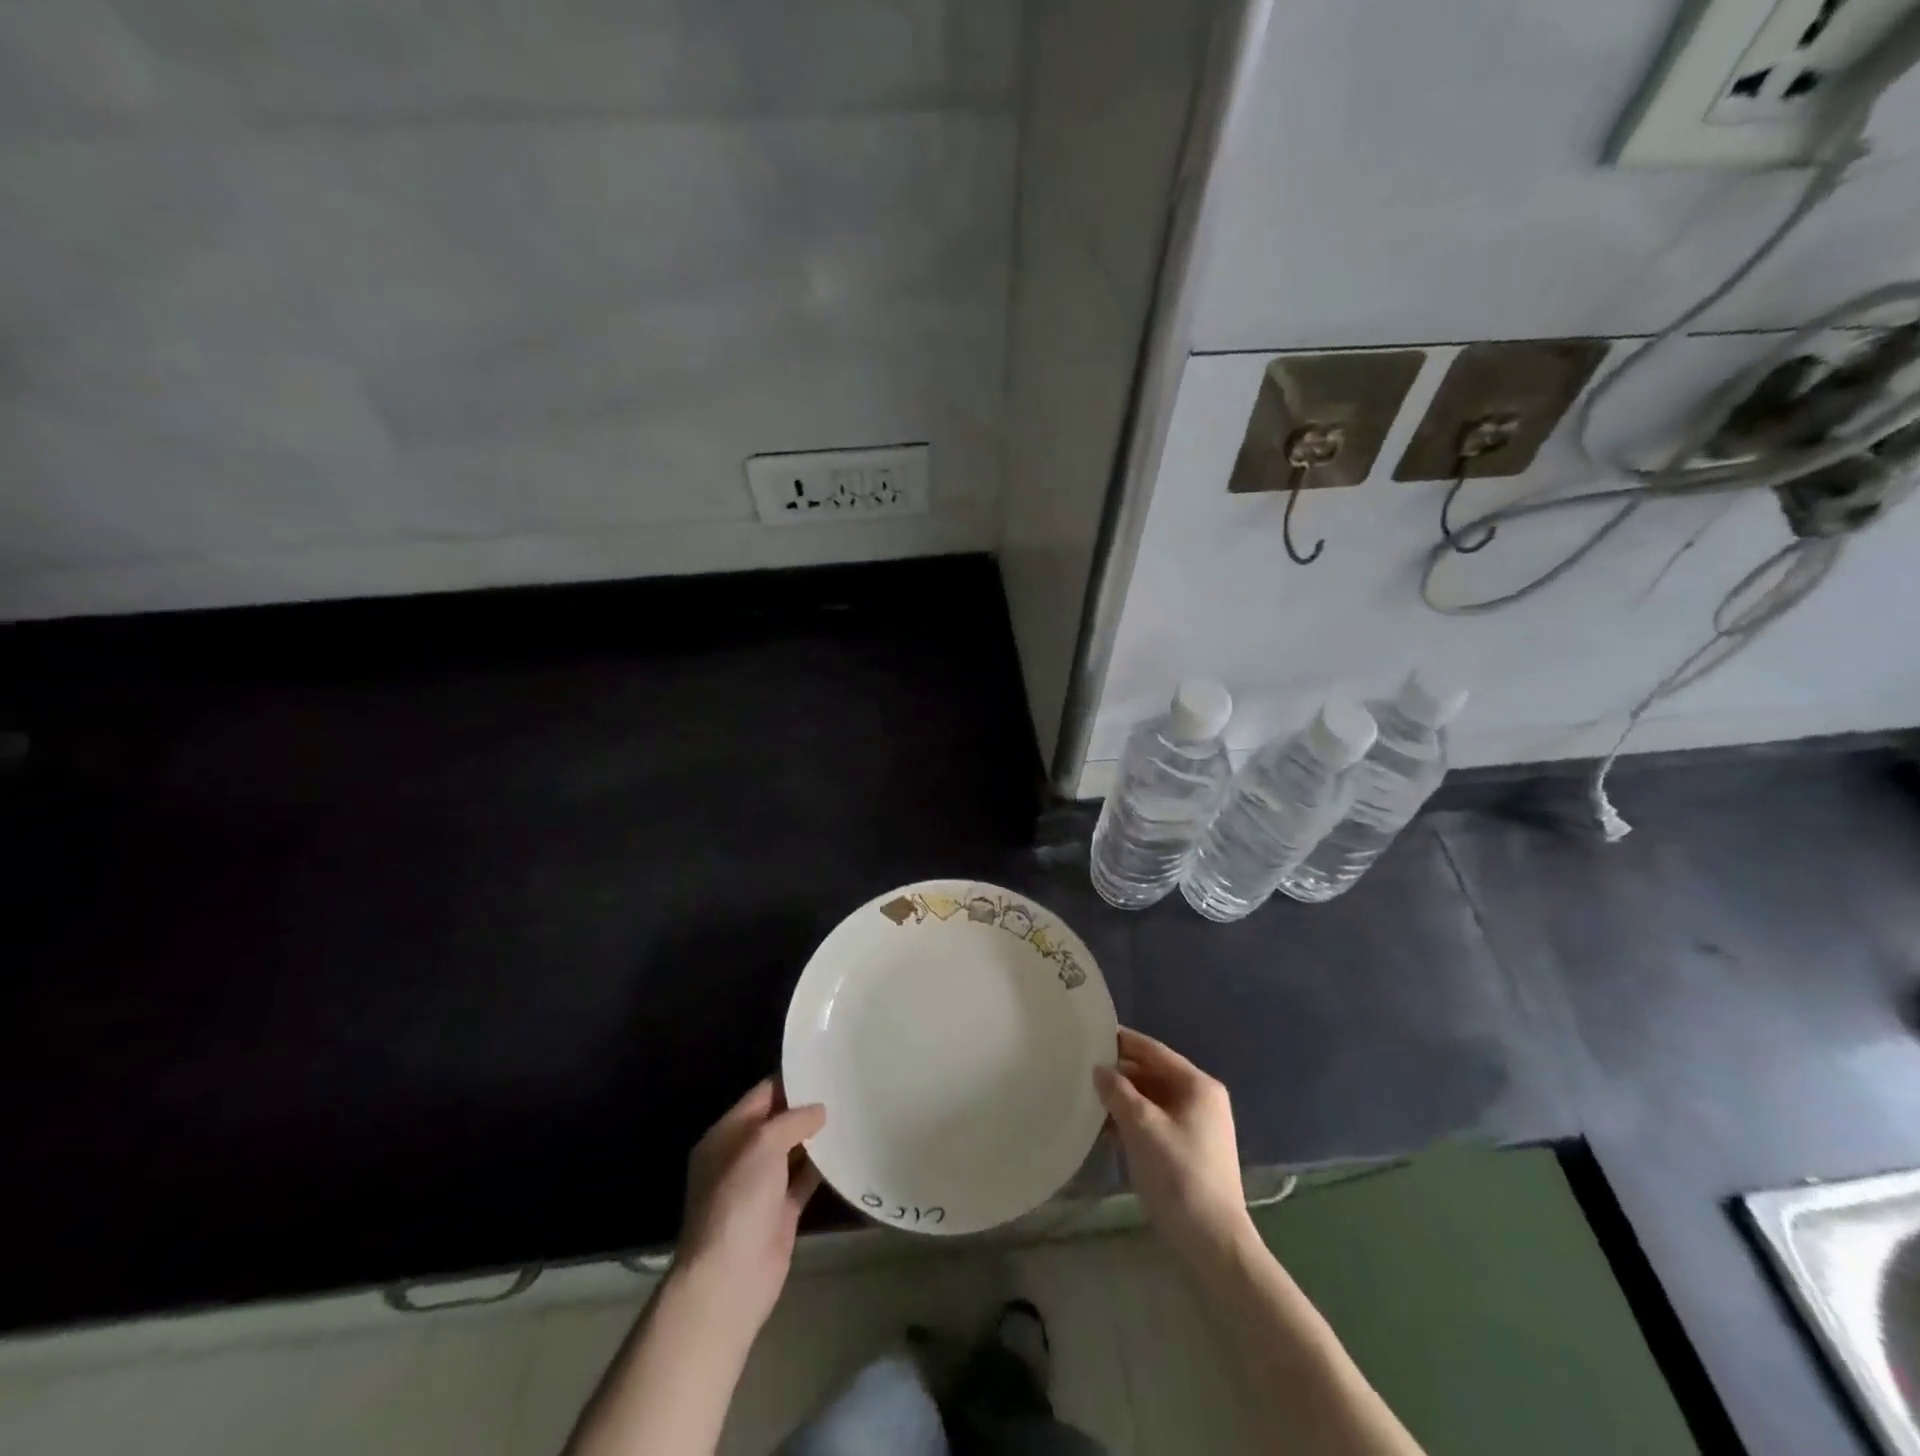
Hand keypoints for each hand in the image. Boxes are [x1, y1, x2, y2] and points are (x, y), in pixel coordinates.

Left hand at [672, 1078, 825, 1337]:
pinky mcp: (780, 1211)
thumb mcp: (762, 1145)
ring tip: (852, 1110)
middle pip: (778, 1121)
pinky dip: (822, 1167)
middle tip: (844, 1084)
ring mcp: (761, 1186)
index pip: (761, 1095)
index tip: (823, 1064)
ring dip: (817, 1136)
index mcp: (725, 1135)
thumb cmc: (738, 1201)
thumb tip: (818, 1110)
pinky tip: (847, 1150)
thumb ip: (791, 1120)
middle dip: (806, 1106)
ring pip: (793, 1150)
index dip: (790, 1080)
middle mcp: (741, 1156)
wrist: (729, 1280)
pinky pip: (804, 1179)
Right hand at [1094, 1027, 1251, 1264]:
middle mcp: (1201, 1099)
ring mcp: (1198, 1127)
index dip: (1122, 1041)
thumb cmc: (1178, 1175)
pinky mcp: (1190, 1152)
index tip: (1091, 1034)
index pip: (1153, 1050)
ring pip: (1152, 1100)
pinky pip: (1156, 1123)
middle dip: (1119, 1074)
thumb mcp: (1141, 1127)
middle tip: (1082, 1070)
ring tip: (1087, 1098)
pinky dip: (1133, 1122)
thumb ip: (1117, 1092)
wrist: (1214, 1243)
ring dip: (1123, 1100)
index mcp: (1197, 1085)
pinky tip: (1105, 1130)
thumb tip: (1100, 1069)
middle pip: (1153, 1074)